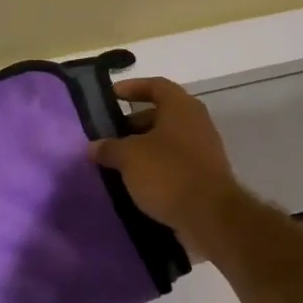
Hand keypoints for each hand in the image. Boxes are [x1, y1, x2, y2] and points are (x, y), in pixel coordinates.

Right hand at [90, 78, 245, 254]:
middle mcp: (196, 122)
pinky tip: (134, 183)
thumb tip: (93, 146)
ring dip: (142, 149)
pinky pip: (173, 164)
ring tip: (116, 162)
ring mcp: (203, 150)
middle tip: (107, 136)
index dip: (131, 87)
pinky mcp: (204, 176)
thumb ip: (109, 148)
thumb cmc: (168, 173)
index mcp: (181, 107)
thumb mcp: (129, 157)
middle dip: (132, 124)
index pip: (155, 85)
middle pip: (160, 114)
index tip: (110, 96)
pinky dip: (154, 168)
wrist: (210, 217)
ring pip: (166, 141)